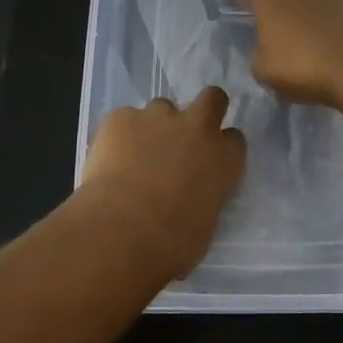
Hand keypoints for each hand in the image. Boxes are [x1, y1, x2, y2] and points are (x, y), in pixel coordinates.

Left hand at [81, 88, 245, 277]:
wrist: (120, 231)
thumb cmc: (171, 244)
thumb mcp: (204, 226)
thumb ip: (203, 199)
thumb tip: (190, 200)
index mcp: (223, 158)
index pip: (234, 138)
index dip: (221, 147)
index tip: (209, 160)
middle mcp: (197, 128)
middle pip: (212, 98)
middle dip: (203, 109)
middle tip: (185, 133)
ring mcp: (157, 117)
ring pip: (161, 107)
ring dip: (154, 126)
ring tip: (135, 155)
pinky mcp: (120, 118)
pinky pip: (123, 120)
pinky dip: (118, 136)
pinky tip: (108, 162)